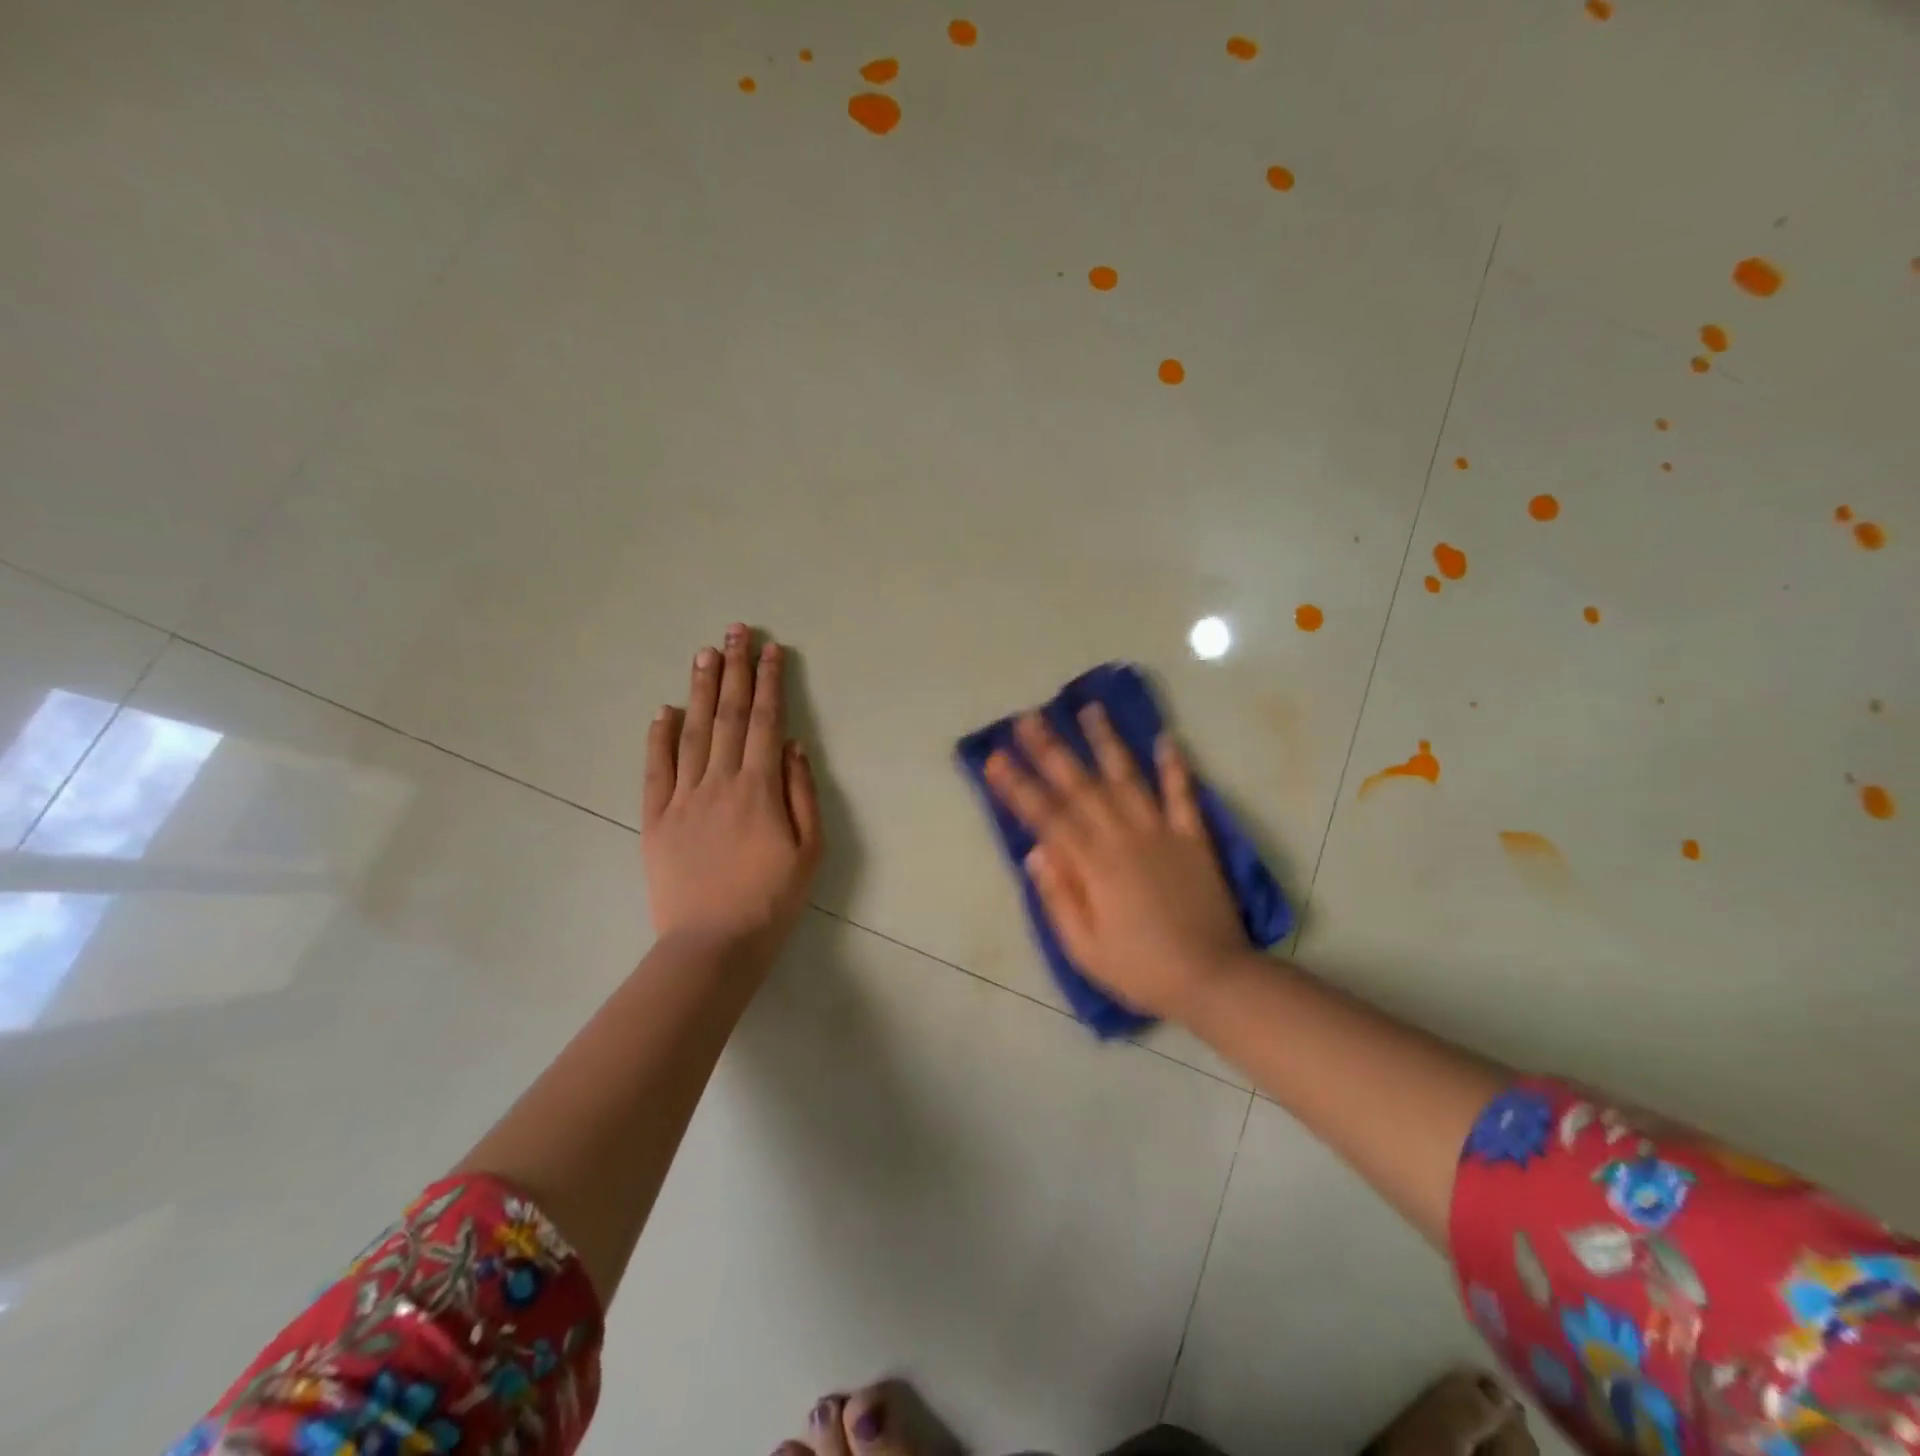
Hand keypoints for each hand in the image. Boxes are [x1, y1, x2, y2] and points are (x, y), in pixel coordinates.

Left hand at [642, 624, 822, 959]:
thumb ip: (802, 793)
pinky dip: (659, 737)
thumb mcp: (810, 851)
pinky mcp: (656, 819)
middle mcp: (719, 782)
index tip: (771, 649)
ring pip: (693, 732)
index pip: (765, 721)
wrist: (713, 945)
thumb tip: (794, 745)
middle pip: (728, 715)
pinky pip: (656, 770)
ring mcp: (683, 799)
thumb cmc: (772, 900)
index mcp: (759, 789)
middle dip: (733, 669)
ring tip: (704, 653)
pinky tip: (665, 710)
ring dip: (700, 690)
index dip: (769, 682)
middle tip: (735, 630)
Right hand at [984, 706, 1247, 1021]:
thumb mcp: (1084, 948)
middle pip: (1080, 785)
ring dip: (1106, 741)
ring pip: (1128, 777)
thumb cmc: (1140, 969)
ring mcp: (1161, 832)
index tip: (996, 758)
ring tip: (1089, 708)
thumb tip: (1036, 852)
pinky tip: (1166, 738)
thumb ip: (1059, 896)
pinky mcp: (1194, 837)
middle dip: (1051, 749)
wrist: (1212, 978)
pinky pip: (1182, 795)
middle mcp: (1123, 837)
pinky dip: (1175, 766)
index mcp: (1093, 865)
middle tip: (1028, 718)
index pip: (1046, 816)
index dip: (1018, 786)